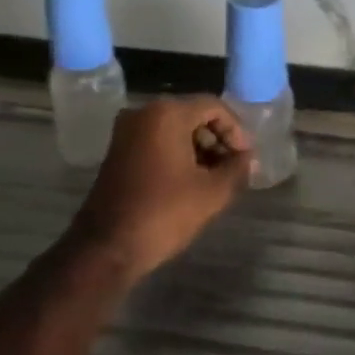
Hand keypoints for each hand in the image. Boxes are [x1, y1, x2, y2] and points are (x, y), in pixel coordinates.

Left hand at [71, 97, 251, 282]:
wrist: (107, 247)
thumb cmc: (163, 213)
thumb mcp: (212, 192)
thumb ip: (237, 168)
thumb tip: (248, 159)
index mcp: (166, 114)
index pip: (214, 107)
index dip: (237, 130)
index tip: (247, 158)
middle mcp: (143, 113)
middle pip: (194, 115)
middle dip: (218, 140)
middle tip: (235, 168)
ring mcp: (127, 131)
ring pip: (175, 129)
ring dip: (200, 149)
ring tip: (217, 178)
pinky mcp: (119, 151)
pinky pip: (158, 141)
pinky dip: (179, 154)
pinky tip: (193, 181)